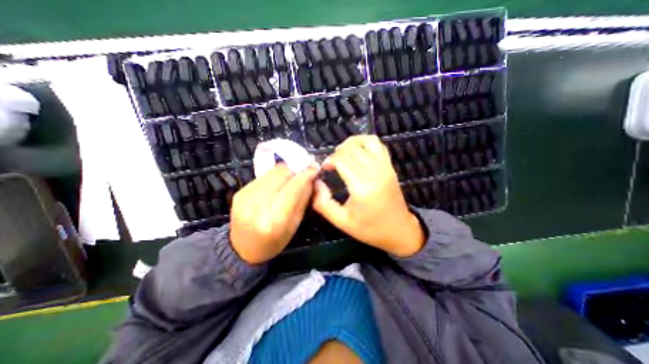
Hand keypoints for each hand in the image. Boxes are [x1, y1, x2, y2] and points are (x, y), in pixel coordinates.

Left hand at [231, 164, 318, 263]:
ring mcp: (245, 196)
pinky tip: (280, 181)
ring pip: (272, 172)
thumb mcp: (295, 224)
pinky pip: (263, 176)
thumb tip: (311, 178)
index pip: (293, 188)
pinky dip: (275, 176)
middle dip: (296, 169)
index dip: (306, 175)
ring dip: (286, 171)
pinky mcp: (240, 191)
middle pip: (281, 175)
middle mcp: (257, 205)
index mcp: (274, 219)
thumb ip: (303, 199)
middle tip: (306, 168)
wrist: (242, 248)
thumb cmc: (274, 242)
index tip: (315, 168)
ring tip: (294, 174)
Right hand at [313, 134, 427, 257]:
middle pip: (352, 149)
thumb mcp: (341, 221)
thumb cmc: (369, 228)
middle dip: (337, 153)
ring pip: (366, 142)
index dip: (329, 160)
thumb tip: (316, 183)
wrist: (399, 230)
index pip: (342, 160)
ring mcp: (385, 167)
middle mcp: (374, 172)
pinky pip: (378, 145)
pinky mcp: (390, 166)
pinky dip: (365, 142)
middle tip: (332, 164)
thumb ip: (323, 203)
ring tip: (342, 153)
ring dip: (351, 143)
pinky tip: (358, 151)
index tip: (324, 168)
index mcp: (361, 187)